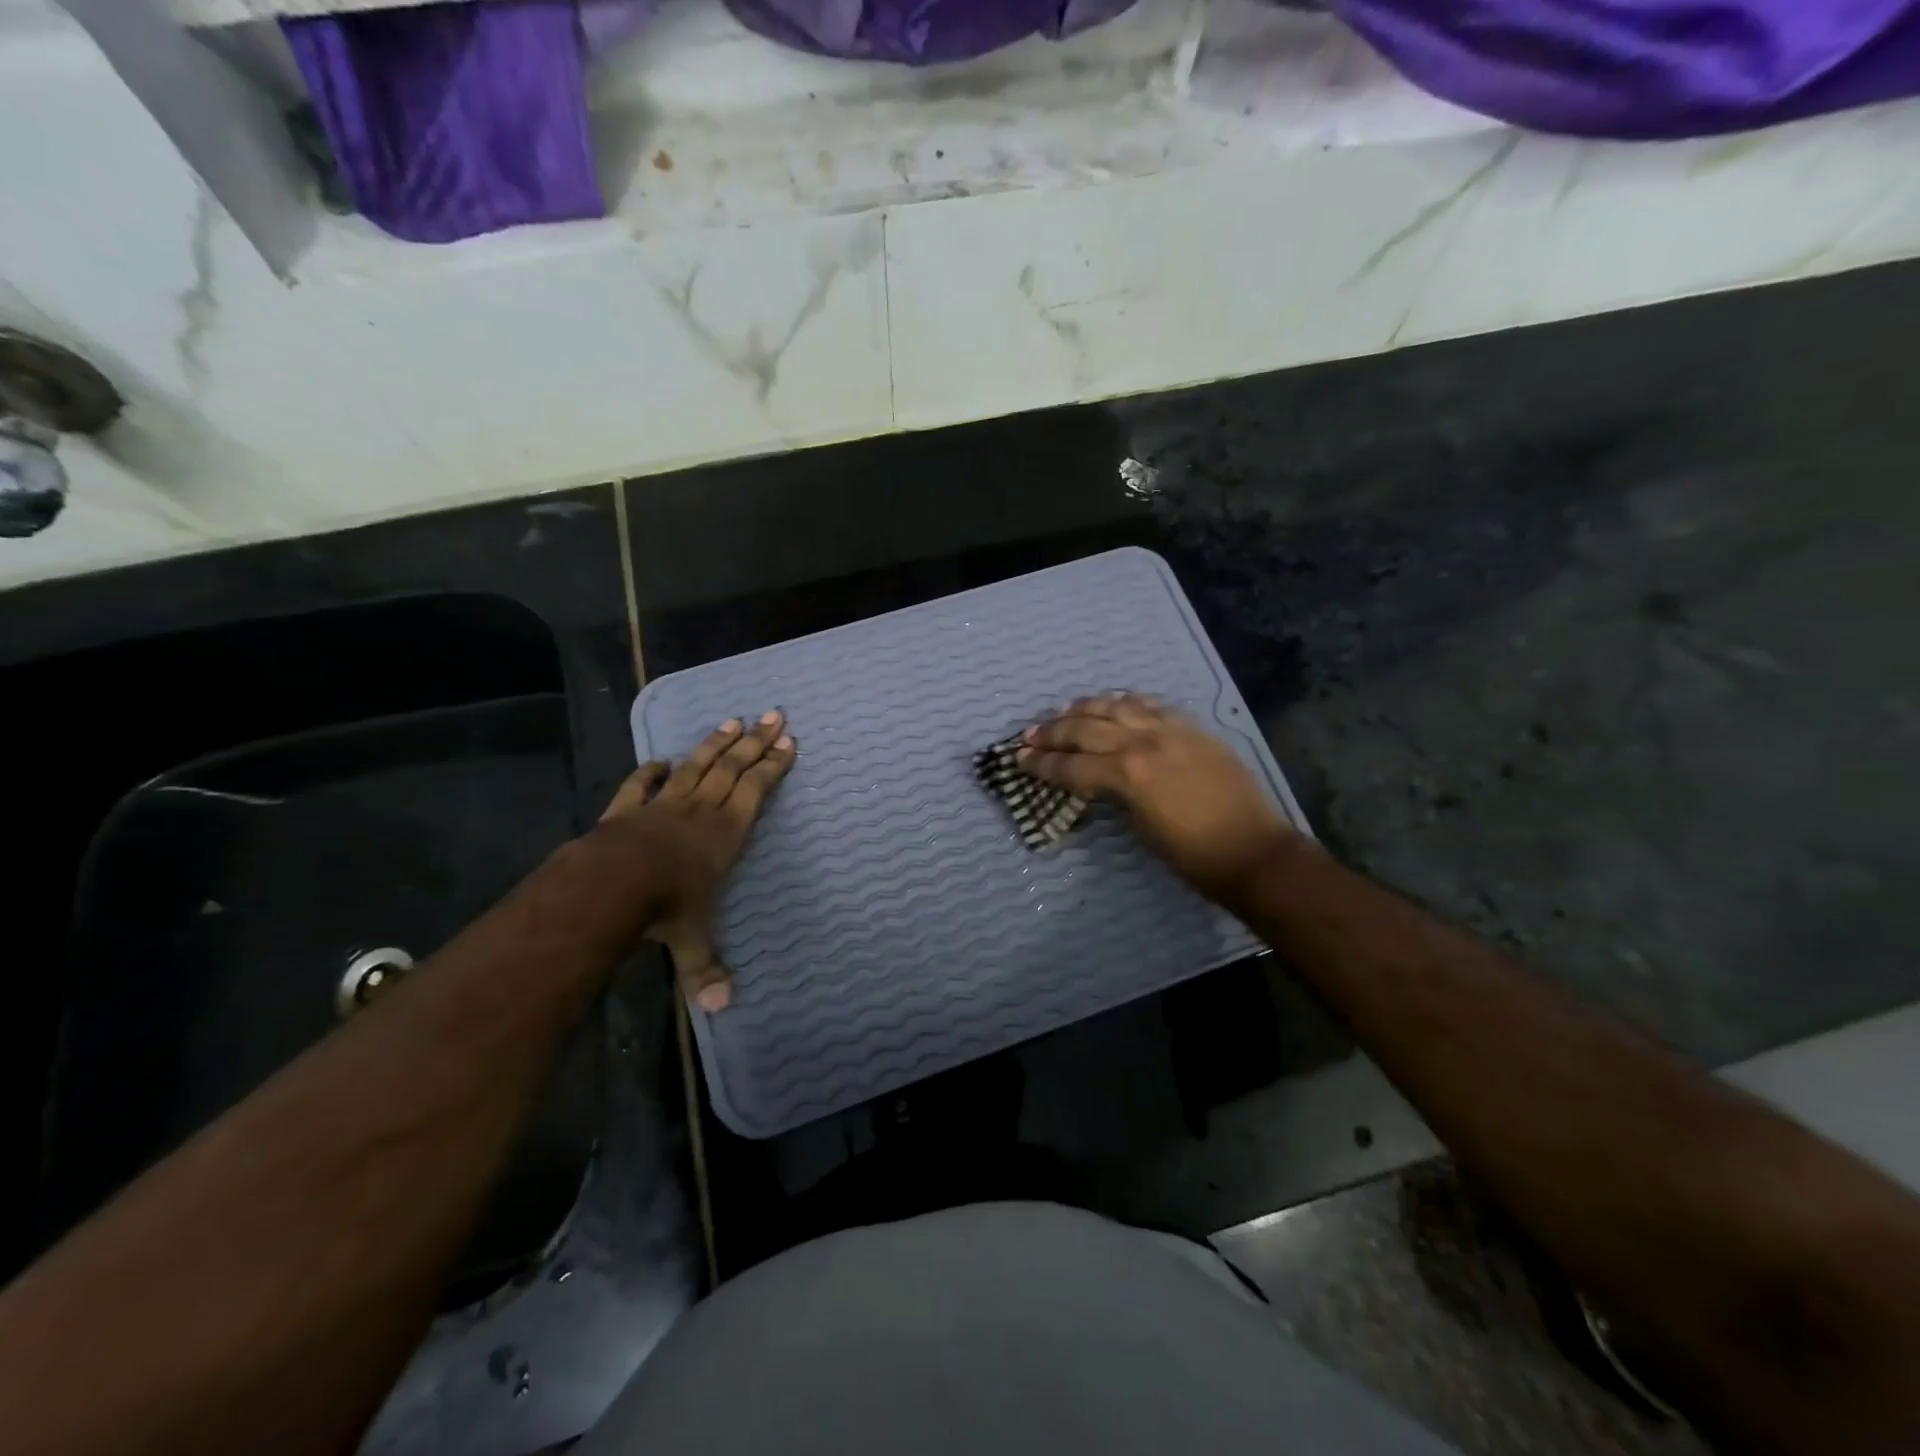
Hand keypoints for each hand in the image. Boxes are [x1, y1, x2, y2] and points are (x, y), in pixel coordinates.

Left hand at [596, 711, 795, 1011]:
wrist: (608, 885)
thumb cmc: (664, 907)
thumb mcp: (691, 941)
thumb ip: (706, 969)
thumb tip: (723, 1008)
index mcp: (726, 834)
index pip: (755, 791)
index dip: (773, 765)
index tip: (788, 741)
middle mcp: (700, 812)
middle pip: (732, 768)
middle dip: (755, 741)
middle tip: (773, 714)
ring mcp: (663, 806)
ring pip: (696, 767)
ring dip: (715, 744)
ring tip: (732, 721)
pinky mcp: (628, 809)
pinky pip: (642, 784)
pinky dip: (652, 770)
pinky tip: (661, 758)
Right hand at [1018, 694, 1296, 901]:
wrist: (1253, 851)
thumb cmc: (1192, 856)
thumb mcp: (1140, 828)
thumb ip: (1114, 795)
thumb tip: (1097, 781)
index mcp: (1128, 775)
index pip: (1072, 765)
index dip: (1041, 764)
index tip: (1018, 759)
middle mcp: (1144, 743)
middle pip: (1087, 729)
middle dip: (1053, 733)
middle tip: (1030, 735)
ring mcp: (1171, 731)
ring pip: (1117, 707)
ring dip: (1085, 708)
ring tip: (1063, 711)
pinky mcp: (1192, 729)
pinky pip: (1152, 705)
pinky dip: (1127, 702)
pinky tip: (1114, 702)